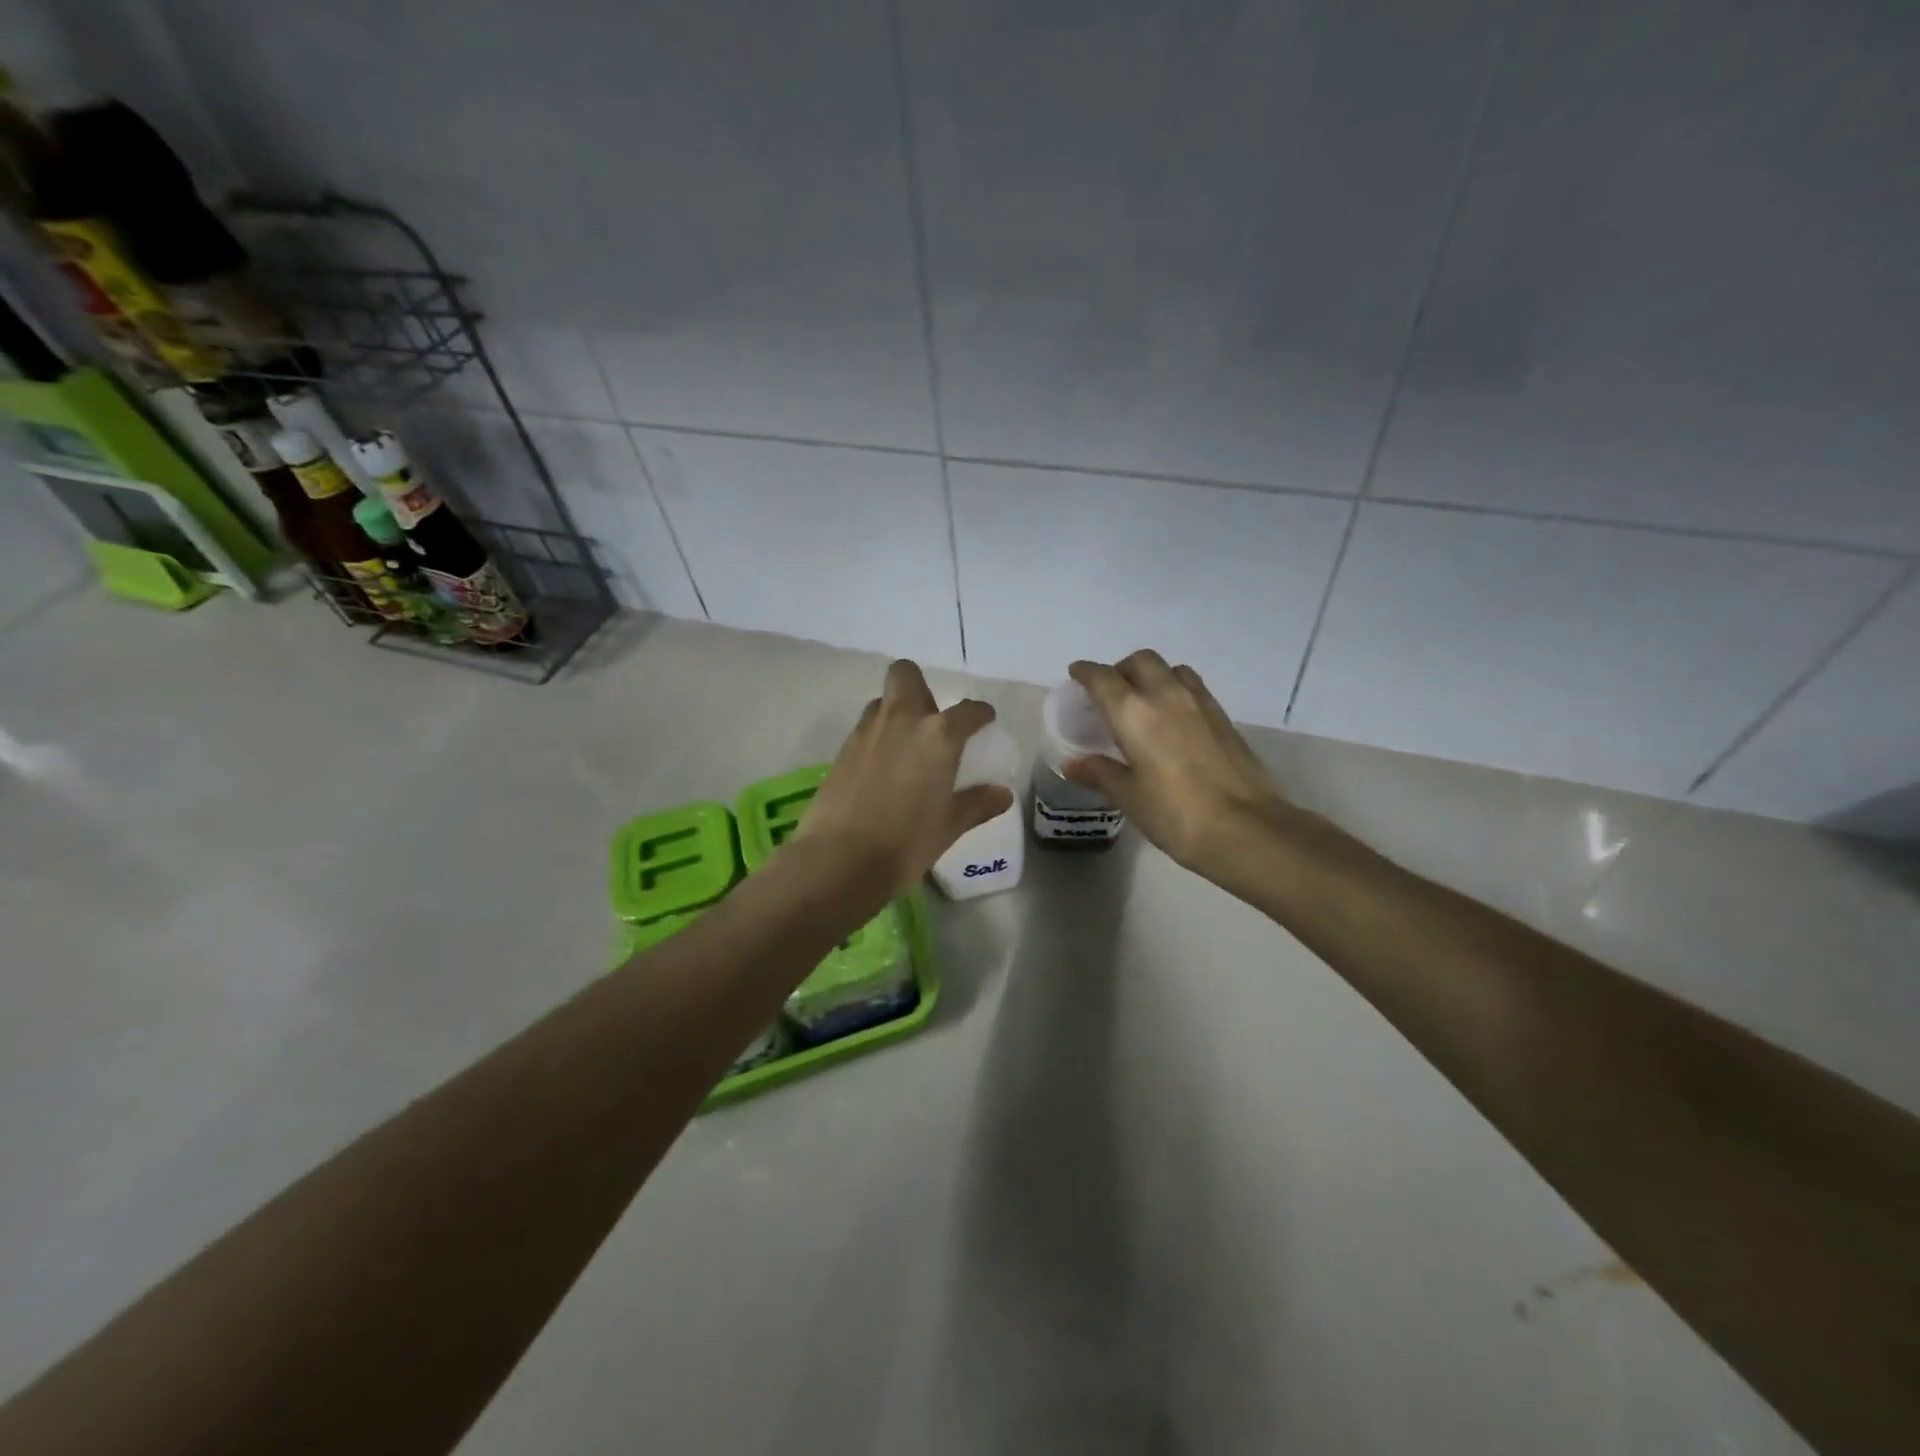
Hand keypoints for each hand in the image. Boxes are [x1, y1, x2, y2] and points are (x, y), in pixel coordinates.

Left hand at [797, 660, 1014, 896]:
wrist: (840, 860)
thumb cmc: (907, 842)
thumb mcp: (949, 826)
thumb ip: (977, 804)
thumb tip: (1001, 794)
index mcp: (938, 736)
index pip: (968, 710)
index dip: (980, 714)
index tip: (983, 722)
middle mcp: (902, 720)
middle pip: (906, 675)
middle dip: (920, 688)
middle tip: (930, 722)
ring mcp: (866, 732)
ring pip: (882, 703)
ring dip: (896, 713)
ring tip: (905, 748)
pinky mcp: (841, 751)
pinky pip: (864, 729)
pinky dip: (877, 739)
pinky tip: (882, 771)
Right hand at [1064, 651, 1293, 879]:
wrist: (1246, 828)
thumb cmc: (1175, 814)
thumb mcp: (1129, 797)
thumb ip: (1100, 773)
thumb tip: (1073, 764)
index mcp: (1133, 712)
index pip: (1102, 678)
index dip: (1086, 672)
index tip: (1076, 674)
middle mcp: (1165, 695)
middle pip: (1140, 661)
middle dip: (1120, 669)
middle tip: (1110, 691)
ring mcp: (1199, 703)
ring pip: (1171, 669)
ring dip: (1152, 675)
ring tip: (1144, 701)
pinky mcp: (1223, 717)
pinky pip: (1193, 687)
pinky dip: (1176, 690)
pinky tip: (1173, 719)